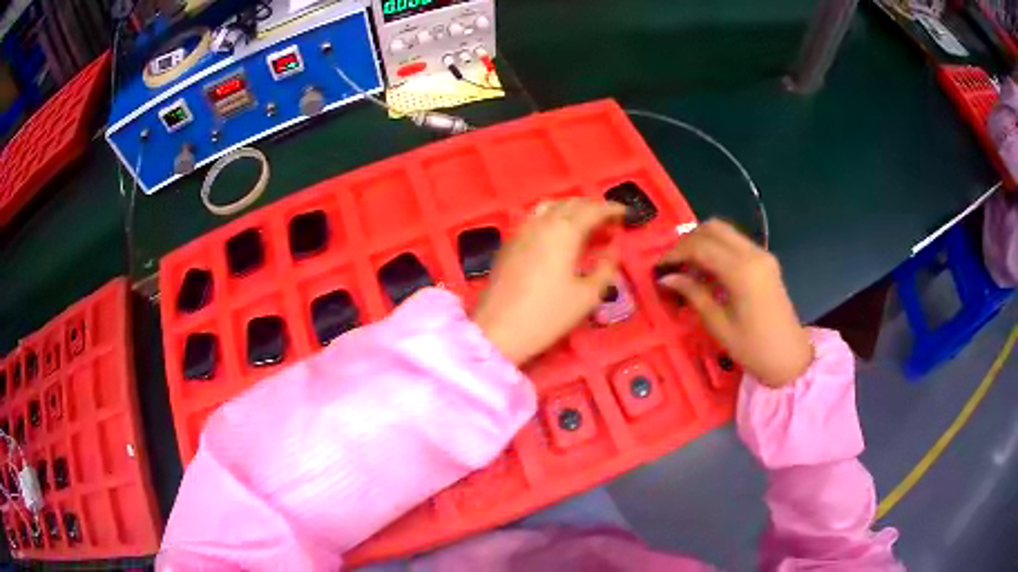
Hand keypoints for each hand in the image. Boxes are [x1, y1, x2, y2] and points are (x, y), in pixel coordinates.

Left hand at [473, 198, 625, 364]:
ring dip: (571, 211)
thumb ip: (605, 268)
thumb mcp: (587, 296)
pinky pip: (536, 219)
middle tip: (609, 223)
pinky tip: (559, 238)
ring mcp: (522, 231)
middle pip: (571, 204)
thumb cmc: (548, 315)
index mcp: (564, 230)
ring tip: (585, 227)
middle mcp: (542, 223)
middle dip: (592, 209)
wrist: (498, 330)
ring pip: (551, 207)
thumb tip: (613, 250)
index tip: (625, 214)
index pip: (593, 209)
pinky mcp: (509, 243)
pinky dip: (553, 219)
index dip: (611, 209)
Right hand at [655, 219, 812, 387]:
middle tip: (673, 264)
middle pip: (713, 228)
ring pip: (725, 231)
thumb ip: (694, 295)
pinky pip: (735, 243)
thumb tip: (666, 278)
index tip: (658, 267)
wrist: (790, 358)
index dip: (676, 253)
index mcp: (742, 271)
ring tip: (687, 268)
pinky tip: (707, 271)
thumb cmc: (753, 348)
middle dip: (688, 240)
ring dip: (702, 242)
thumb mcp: (719, 325)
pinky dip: (717, 249)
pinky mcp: (766, 261)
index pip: (701, 246)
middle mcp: (753, 254)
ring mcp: (762, 255)